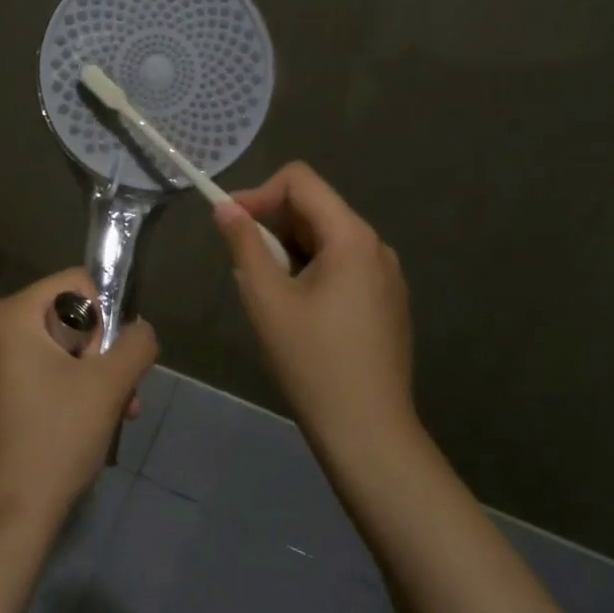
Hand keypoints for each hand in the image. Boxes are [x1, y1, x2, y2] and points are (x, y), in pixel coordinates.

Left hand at [0, 269, 158, 537]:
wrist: (10, 516)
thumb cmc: (56, 438)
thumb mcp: (109, 385)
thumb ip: (136, 344)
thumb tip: (142, 330)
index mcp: (14, 314)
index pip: (77, 283)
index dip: (106, 316)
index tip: (111, 360)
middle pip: (70, 316)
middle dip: (103, 353)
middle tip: (122, 392)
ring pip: (63, 347)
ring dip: (97, 376)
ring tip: (121, 412)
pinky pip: (46, 370)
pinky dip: (75, 389)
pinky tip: (99, 423)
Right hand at [214, 162, 415, 451]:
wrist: (368, 432)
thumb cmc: (312, 361)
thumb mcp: (266, 298)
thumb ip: (244, 243)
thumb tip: (226, 207)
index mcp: (351, 237)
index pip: (300, 180)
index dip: (260, 192)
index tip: (231, 224)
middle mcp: (376, 246)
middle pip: (315, 208)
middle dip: (273, 224)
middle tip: (244, 265)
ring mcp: (386, 276)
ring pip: (327, 238)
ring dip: (289, 250)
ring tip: (268, 292)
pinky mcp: (387, 302)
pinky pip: (343, 265)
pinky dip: (311, 270)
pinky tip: (298, 311)